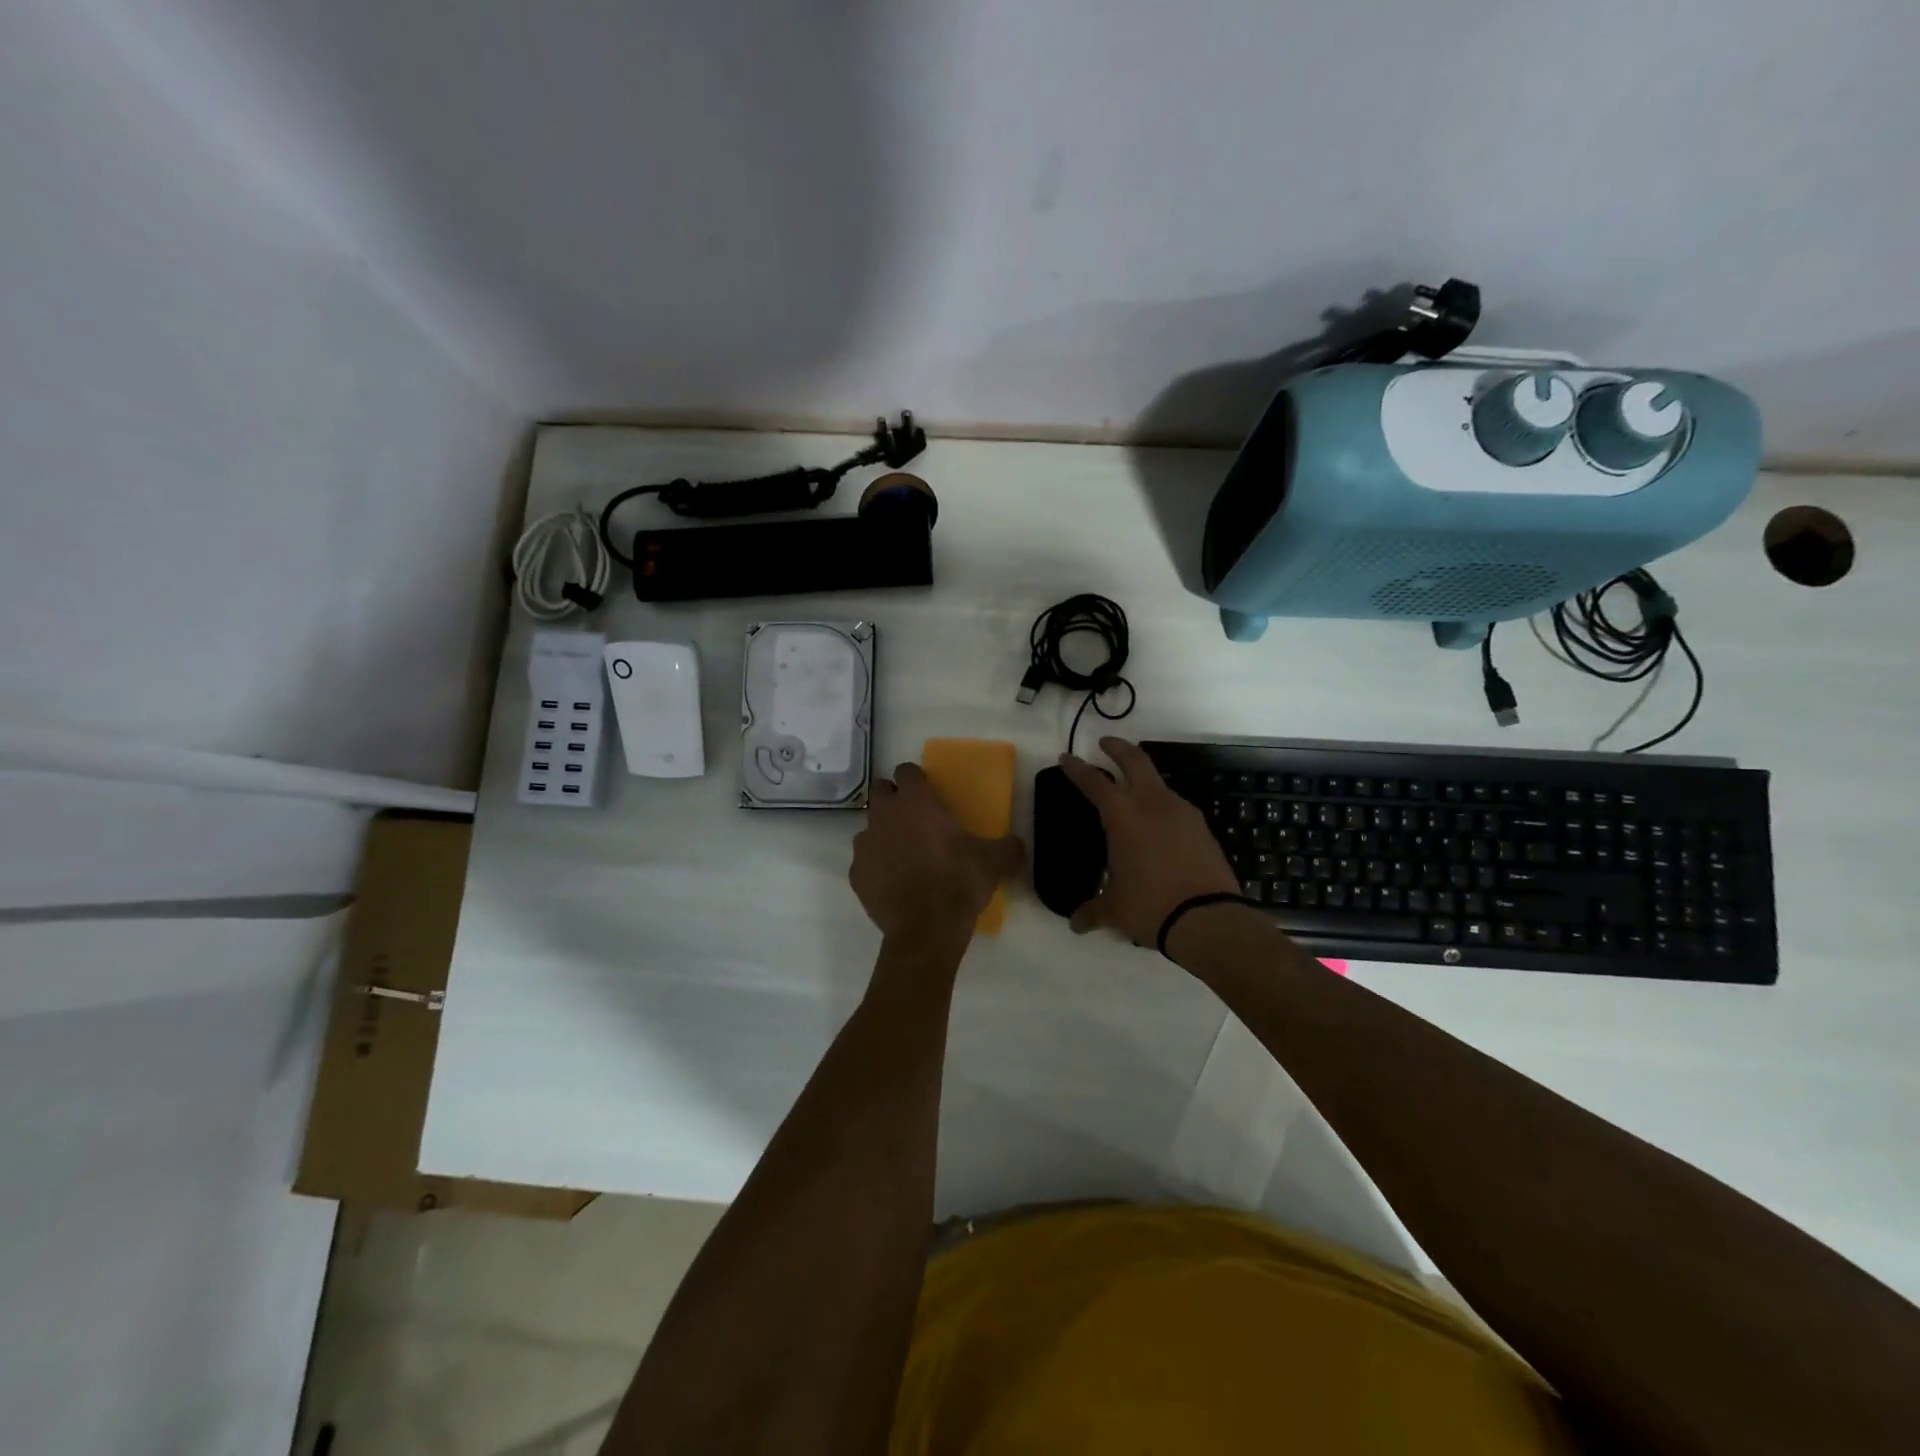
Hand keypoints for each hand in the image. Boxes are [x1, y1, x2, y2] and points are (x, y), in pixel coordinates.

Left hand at [851, 762, 1024, 940]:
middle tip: (913, 817)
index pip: (906, 770)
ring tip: (903, 852)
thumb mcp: (994, 862)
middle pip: (880, 790)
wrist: (926, 929)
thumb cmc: (959, 882)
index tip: (927, 792)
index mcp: (916, 801)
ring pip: (869, 826)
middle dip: (893, 798)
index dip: (916, 779)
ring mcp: (866, 844)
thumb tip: (1016, 844)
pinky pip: (865, 860)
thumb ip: (1007, 846)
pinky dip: (876, 865)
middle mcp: (885, 814)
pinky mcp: (856, 873)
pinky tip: (893, 881)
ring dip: (883, 832)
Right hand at [1059, 737, 1239, 943]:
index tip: (1067, 757)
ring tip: (1132, 792)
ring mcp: (1182, 813)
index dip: (1077, 768)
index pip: (1094, 782)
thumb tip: (1075, 925)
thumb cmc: (1150, 907)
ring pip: (1158, 782)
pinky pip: (1175, 807)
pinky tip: (1158, 826)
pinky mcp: (1202, 827)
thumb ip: (1093, 911)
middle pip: (1135, 760)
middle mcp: (1152, 804)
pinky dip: (1161, 806)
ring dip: (1143, 779)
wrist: (1209, 919)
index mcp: (1123, 817)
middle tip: (1105, 743)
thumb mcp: (1115, 910)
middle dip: (1117, 747)